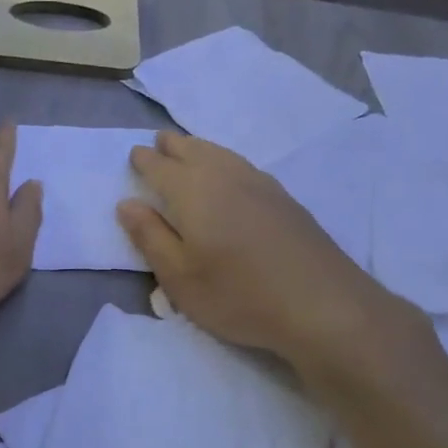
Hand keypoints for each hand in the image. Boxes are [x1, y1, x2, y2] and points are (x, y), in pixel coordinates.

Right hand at [116, 131, 424, 378]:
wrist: (322, 304)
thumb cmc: (238, 295)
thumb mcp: (179, 277)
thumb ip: (150, 237)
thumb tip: (126, 203)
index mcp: (193, 192)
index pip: (160, 167)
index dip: (145, 161)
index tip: (134, 155)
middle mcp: (225, 177)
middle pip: (193, 151)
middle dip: (172, 146)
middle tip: (159, 142)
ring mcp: (260, 184)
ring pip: (221, 154)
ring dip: (199, 148)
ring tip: (189, 149)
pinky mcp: (284, 199)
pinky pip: (242, 164)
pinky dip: (225, 160)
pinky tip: (230, 173)